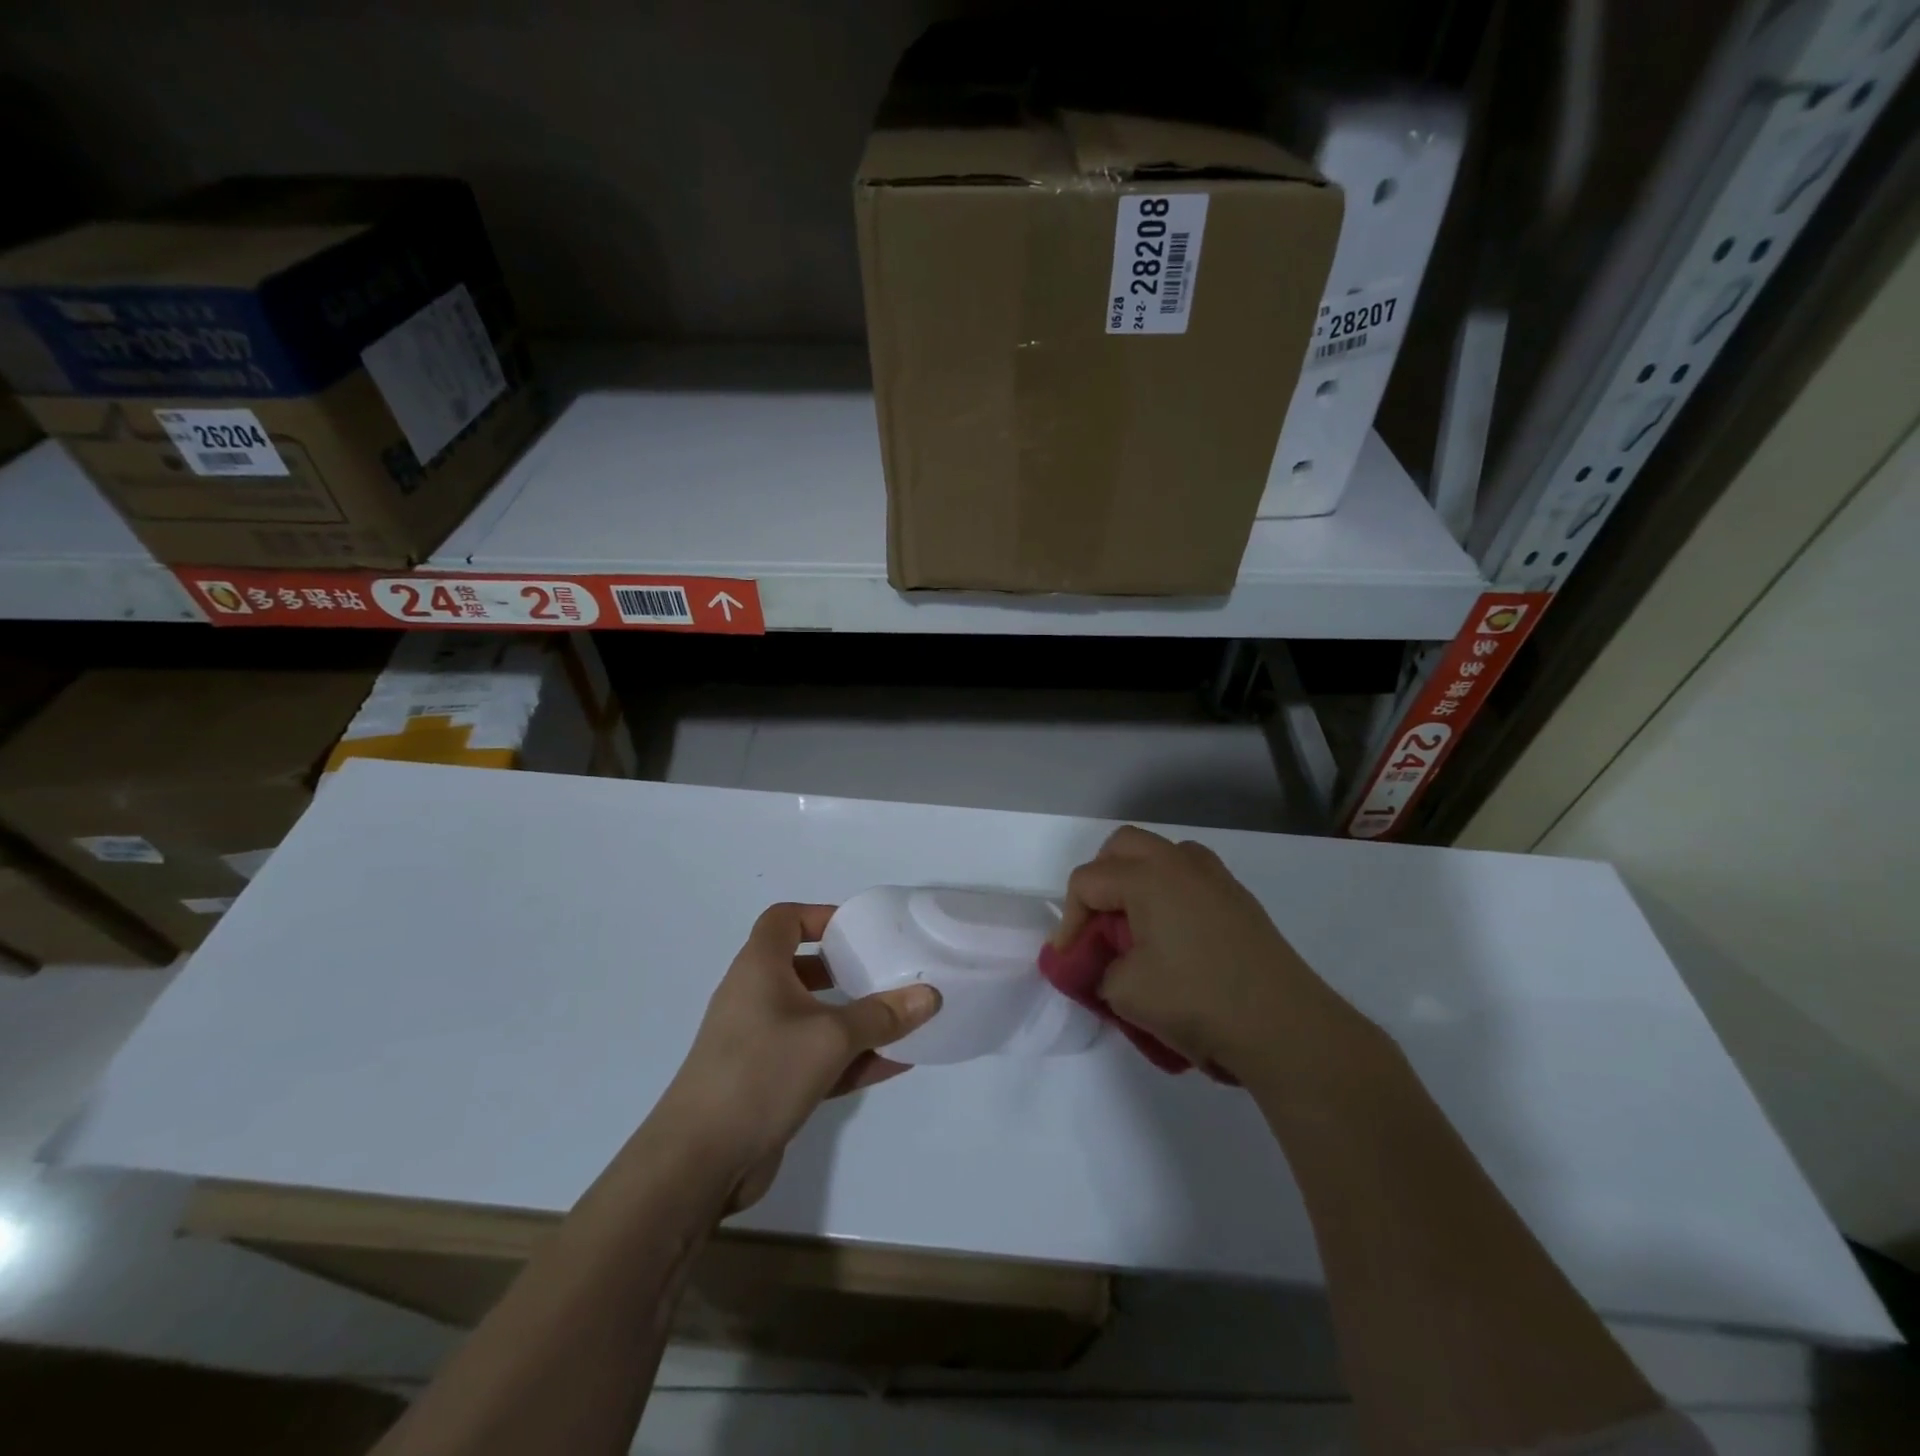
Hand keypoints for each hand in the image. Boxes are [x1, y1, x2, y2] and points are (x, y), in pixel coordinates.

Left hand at [660, 903, 940, 1212]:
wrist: (699, 1162)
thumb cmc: (761, 1073)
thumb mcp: (831, 1038)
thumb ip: (882, 1015)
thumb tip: (930, 994)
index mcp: (759, 968)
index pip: (783, 920)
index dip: (819, 916)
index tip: (858, 930)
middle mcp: (755, 997)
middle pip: (802, 968)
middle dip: (844, 969)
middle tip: (885, 971)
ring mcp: (759, 1043)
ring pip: (813, 1017)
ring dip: (854, 1019)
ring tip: (900, 1019)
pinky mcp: (767, 1083)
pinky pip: (815, 1058)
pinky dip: (849, 1058)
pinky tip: (893, 1065)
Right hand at [1052, 827, 1360, 1080]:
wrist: (1284, 1027)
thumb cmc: (1196, 1000)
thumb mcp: (1124, 992)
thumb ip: (1098, 968)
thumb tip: (1104, 963)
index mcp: (1147, 876)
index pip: (1086, 881)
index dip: (1069, 920)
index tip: (1070, 961)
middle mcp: (1180, 862)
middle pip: (1122, 846)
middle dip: (1100, 879)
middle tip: (1098, 924)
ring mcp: (1216, 878)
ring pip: (1161, 854)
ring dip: (1137, 879)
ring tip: (1135, 926)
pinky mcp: (1239, 899)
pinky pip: (1190, 877)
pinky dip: (1169, 893)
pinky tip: (1174, 937)